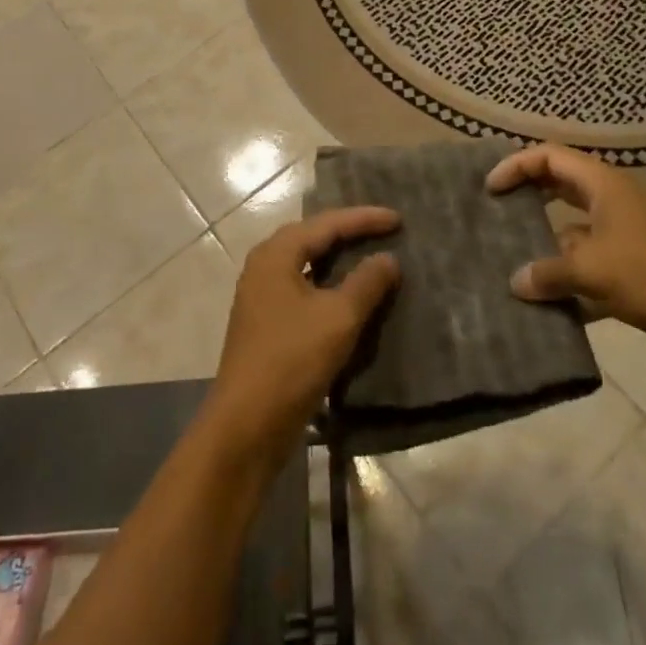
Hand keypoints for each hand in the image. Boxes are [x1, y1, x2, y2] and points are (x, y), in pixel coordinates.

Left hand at [205, 206, 400, 464]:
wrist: (246, 425)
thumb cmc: (291, 361)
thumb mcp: (338, 318)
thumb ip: (366, 282)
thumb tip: (388, 258)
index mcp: (276, 254)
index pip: (327, 224)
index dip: (364, 219)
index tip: (398, 219)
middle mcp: (264, 266)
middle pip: (313, 237)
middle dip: (349, 232)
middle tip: (385, 230)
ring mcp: (262, 295)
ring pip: (308, 264)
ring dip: (339, 259)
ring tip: (371, 254)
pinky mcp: (267, 322)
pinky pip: (304, 288)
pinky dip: (329, 284)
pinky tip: (349, 294)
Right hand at [489, 144, 645, 367]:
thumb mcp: (592, 270)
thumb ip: (548, 273)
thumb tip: (515, 282)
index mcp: (602, 186)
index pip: (549, 157)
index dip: (516, 165)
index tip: (490, 188)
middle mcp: (611, 202)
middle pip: (560, 187)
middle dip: (528, 197)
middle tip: (495, 212)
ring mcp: (623, 235)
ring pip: (573, 229)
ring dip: (545, 243)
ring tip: (511, 262)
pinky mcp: (632, 268)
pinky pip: (589, 264)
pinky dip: (568, 278)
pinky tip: (546, 302)